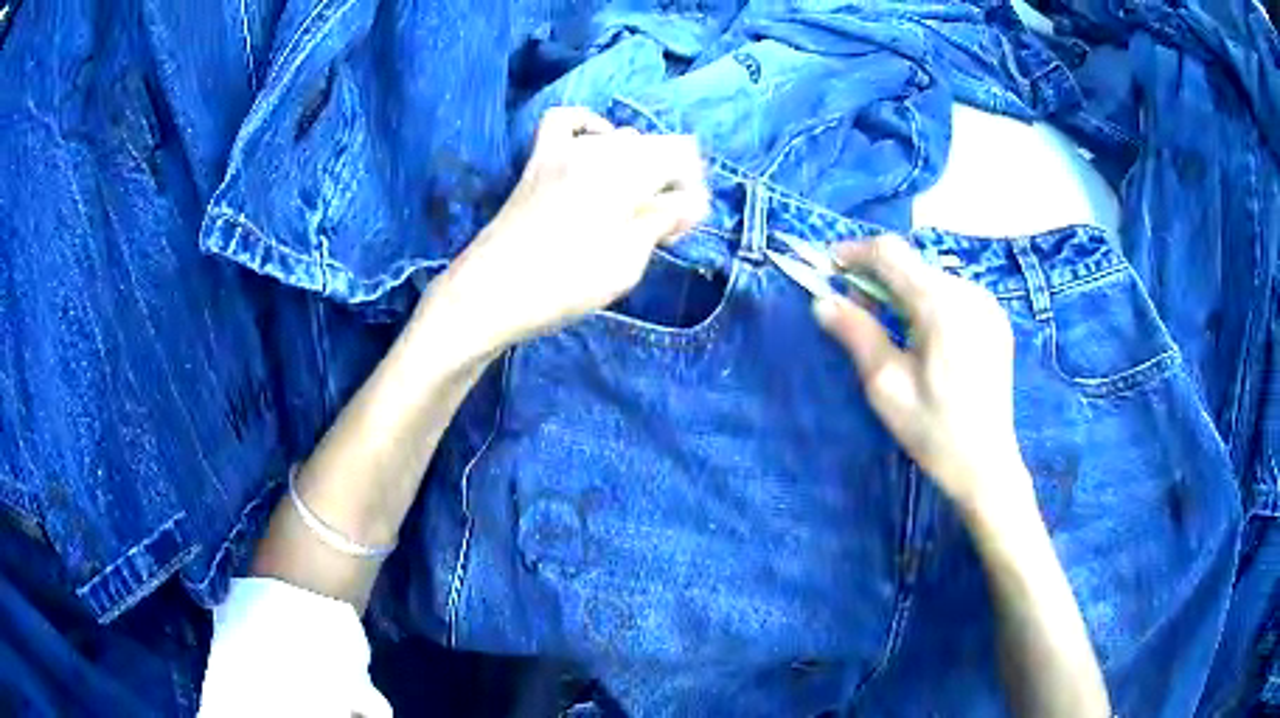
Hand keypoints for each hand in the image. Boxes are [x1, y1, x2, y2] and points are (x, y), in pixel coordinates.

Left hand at [434, 107, 708, 352]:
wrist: (489, 293)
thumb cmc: (565, 284)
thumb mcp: (628, 262)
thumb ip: (662, 222)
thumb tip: (692, 202)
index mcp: (628, 171)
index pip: (682, 156)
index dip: (691, 190)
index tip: (679, 228)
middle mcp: (599, 149)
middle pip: (654, 147)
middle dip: (666, 182)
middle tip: (658, 229)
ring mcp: (564, 150)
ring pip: (620, 138)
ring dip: (636, 165)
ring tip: (629, 205)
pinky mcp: (537, 162)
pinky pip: (565, 123)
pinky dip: (588, 128)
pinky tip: (593, 148)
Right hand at [814, 236, 1030, 515]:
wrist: (987, 465)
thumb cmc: (933, 430)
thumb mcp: (886, 385)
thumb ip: (856, 334)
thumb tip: (822, 301)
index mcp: (941, 305)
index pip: (891, 253)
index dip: (855, 253)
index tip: (829, 267)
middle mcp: (969, 292)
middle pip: (912, 264)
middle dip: (877, 277)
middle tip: (853, 309)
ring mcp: (987, 304)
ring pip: (932, 278)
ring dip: (902, 290)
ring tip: (888, 326)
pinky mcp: (995, 319)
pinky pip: (953, 294)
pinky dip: (927, 302)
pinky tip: (921, 335)